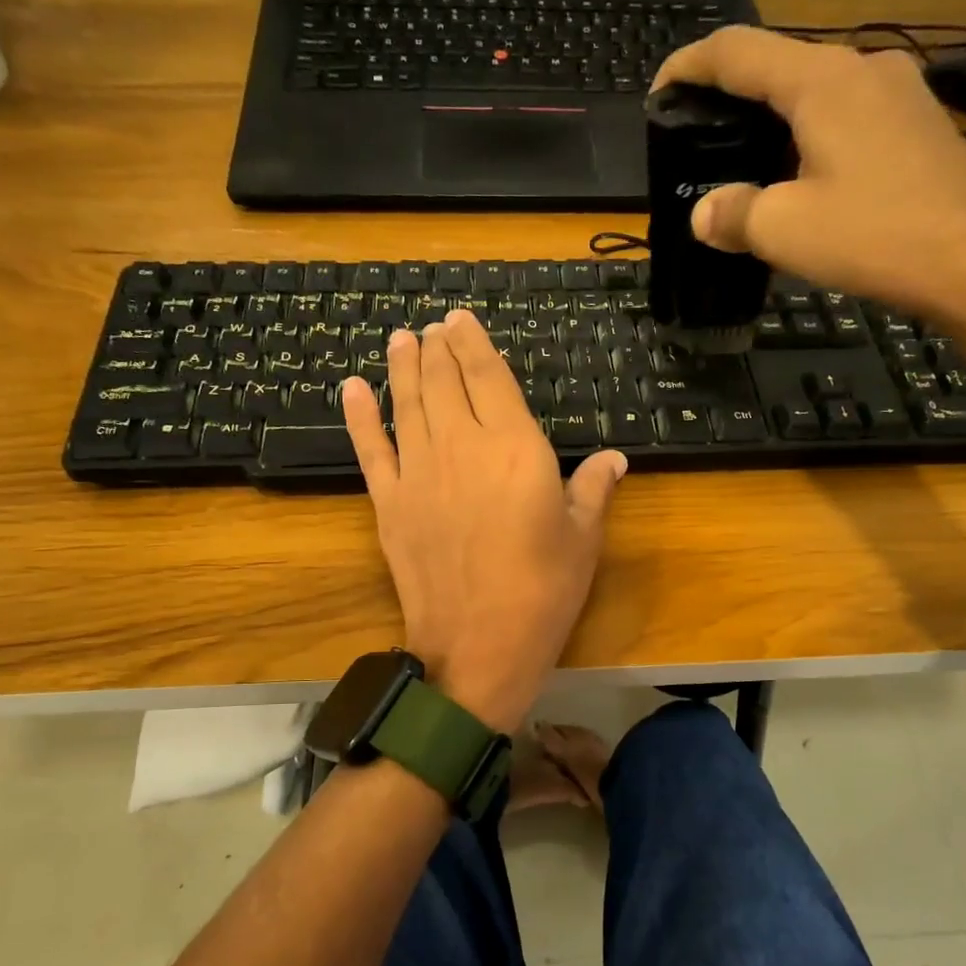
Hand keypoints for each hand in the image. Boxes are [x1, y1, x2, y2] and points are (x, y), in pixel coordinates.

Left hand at [339, 312, 627, 732]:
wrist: (478, 646)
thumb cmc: (542, 591)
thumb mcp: (582, 538)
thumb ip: (594, 488)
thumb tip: (614, 457)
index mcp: (514, 446)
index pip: (488, 377)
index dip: (473, 344)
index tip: (460, 320)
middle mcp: (461, 446)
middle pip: (442, 382)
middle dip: (437, 348)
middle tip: (432, 327)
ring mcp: (418, 473)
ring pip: (406, 404)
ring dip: (402, 367)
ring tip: (401, 339)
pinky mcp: (388, 503)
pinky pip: (371, 449)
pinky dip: (359, 416)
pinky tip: (351, 388)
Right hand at [655, 27, 965, 333]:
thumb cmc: (876, 236)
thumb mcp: (785, 231)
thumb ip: (734, 214)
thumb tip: (704, 213)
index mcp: (821, 80)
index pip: (737, 52)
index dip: (688, 66)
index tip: (658, 93)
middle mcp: (862, 68)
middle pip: (779, 65)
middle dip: (730, 95)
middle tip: (697, 135)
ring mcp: (899, 92)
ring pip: (815, 90)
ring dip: (772, 118)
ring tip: (743, 161)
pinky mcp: (918, 124)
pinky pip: (846, 114)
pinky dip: (808, 135)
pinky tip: (800, 176)